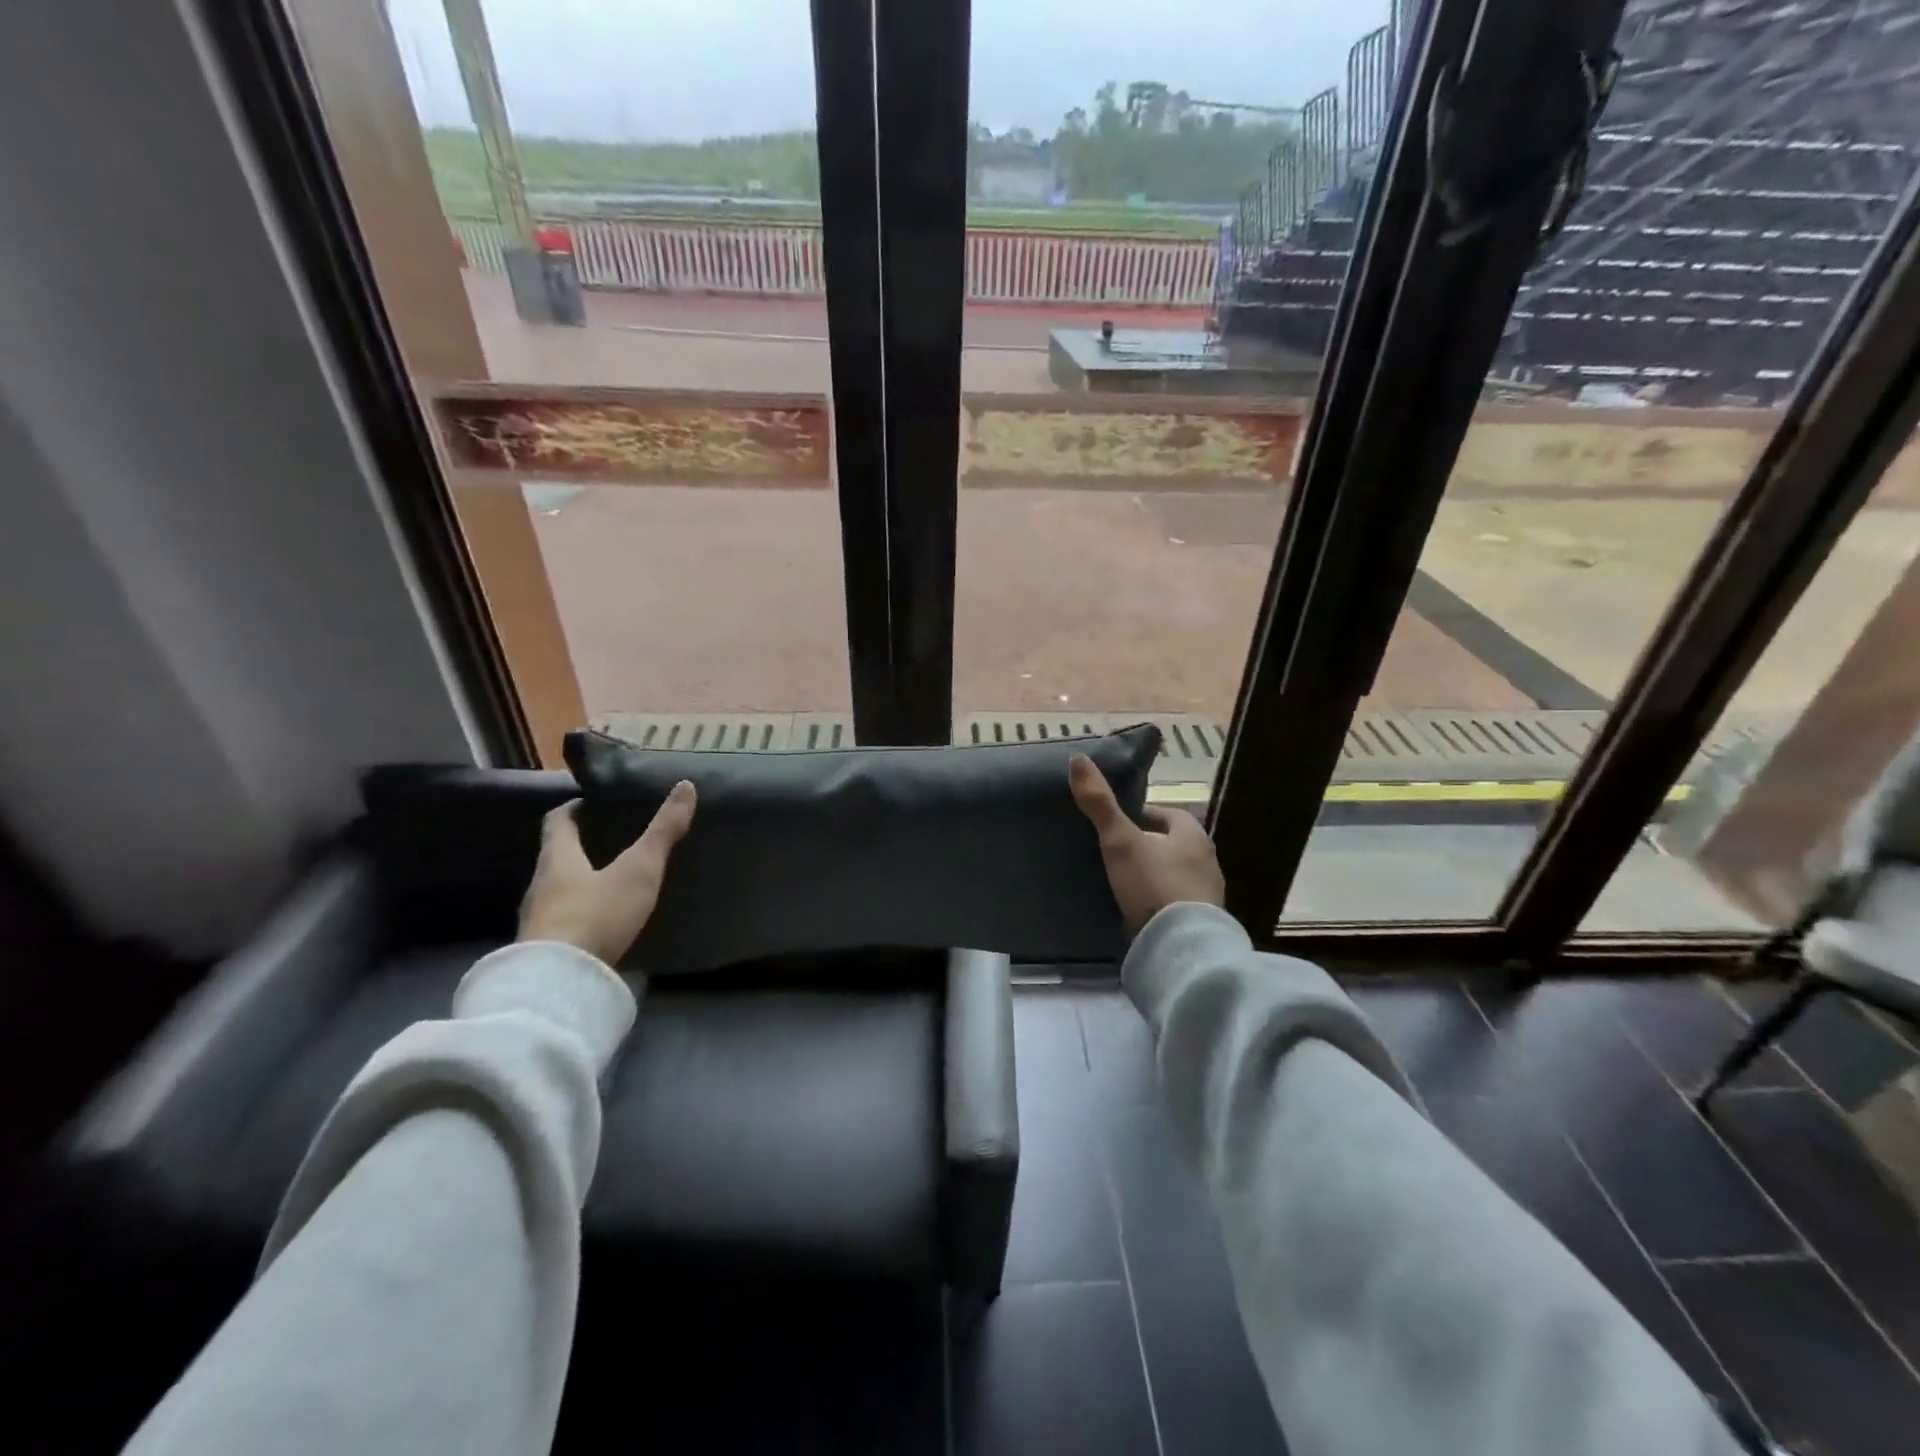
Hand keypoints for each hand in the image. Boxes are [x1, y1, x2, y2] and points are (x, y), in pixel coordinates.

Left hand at [517, 783, 696, 965]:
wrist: (558, 984)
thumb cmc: (597, 914)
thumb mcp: (639, 870)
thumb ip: (663, 831)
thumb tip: (686, 785)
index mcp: (558, 857)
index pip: (558, 821)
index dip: (574, 808)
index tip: (592, 802)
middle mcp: (541, 883)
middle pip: (557, 855)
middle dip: (581, 846)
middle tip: (613, 839)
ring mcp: (539, 919)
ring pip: (559, 889)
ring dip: (581, 881)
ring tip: (614, 879)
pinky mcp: (545, 949)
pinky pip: (564, 919)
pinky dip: (582, 913)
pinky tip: (604, 921)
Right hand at [1068, 755, 1224, 936]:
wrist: (1180, 948)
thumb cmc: (1153, 884)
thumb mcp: (1120, 841)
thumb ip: (1100, 804)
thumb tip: (1078, 760)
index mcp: (1192, 833)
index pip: (1164, 814)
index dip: (1139, 816)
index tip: (1113, 826)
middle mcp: (1207, 859)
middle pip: (1170, 844)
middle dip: (1145, 846)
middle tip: (1113, 854)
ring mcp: (1207, 893)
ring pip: (1173, 874)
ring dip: (1152, 875)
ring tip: (1121, 883)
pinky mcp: (1201, 923)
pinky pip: (1175, 903)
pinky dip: (1157, 902)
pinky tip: (1137, 910)